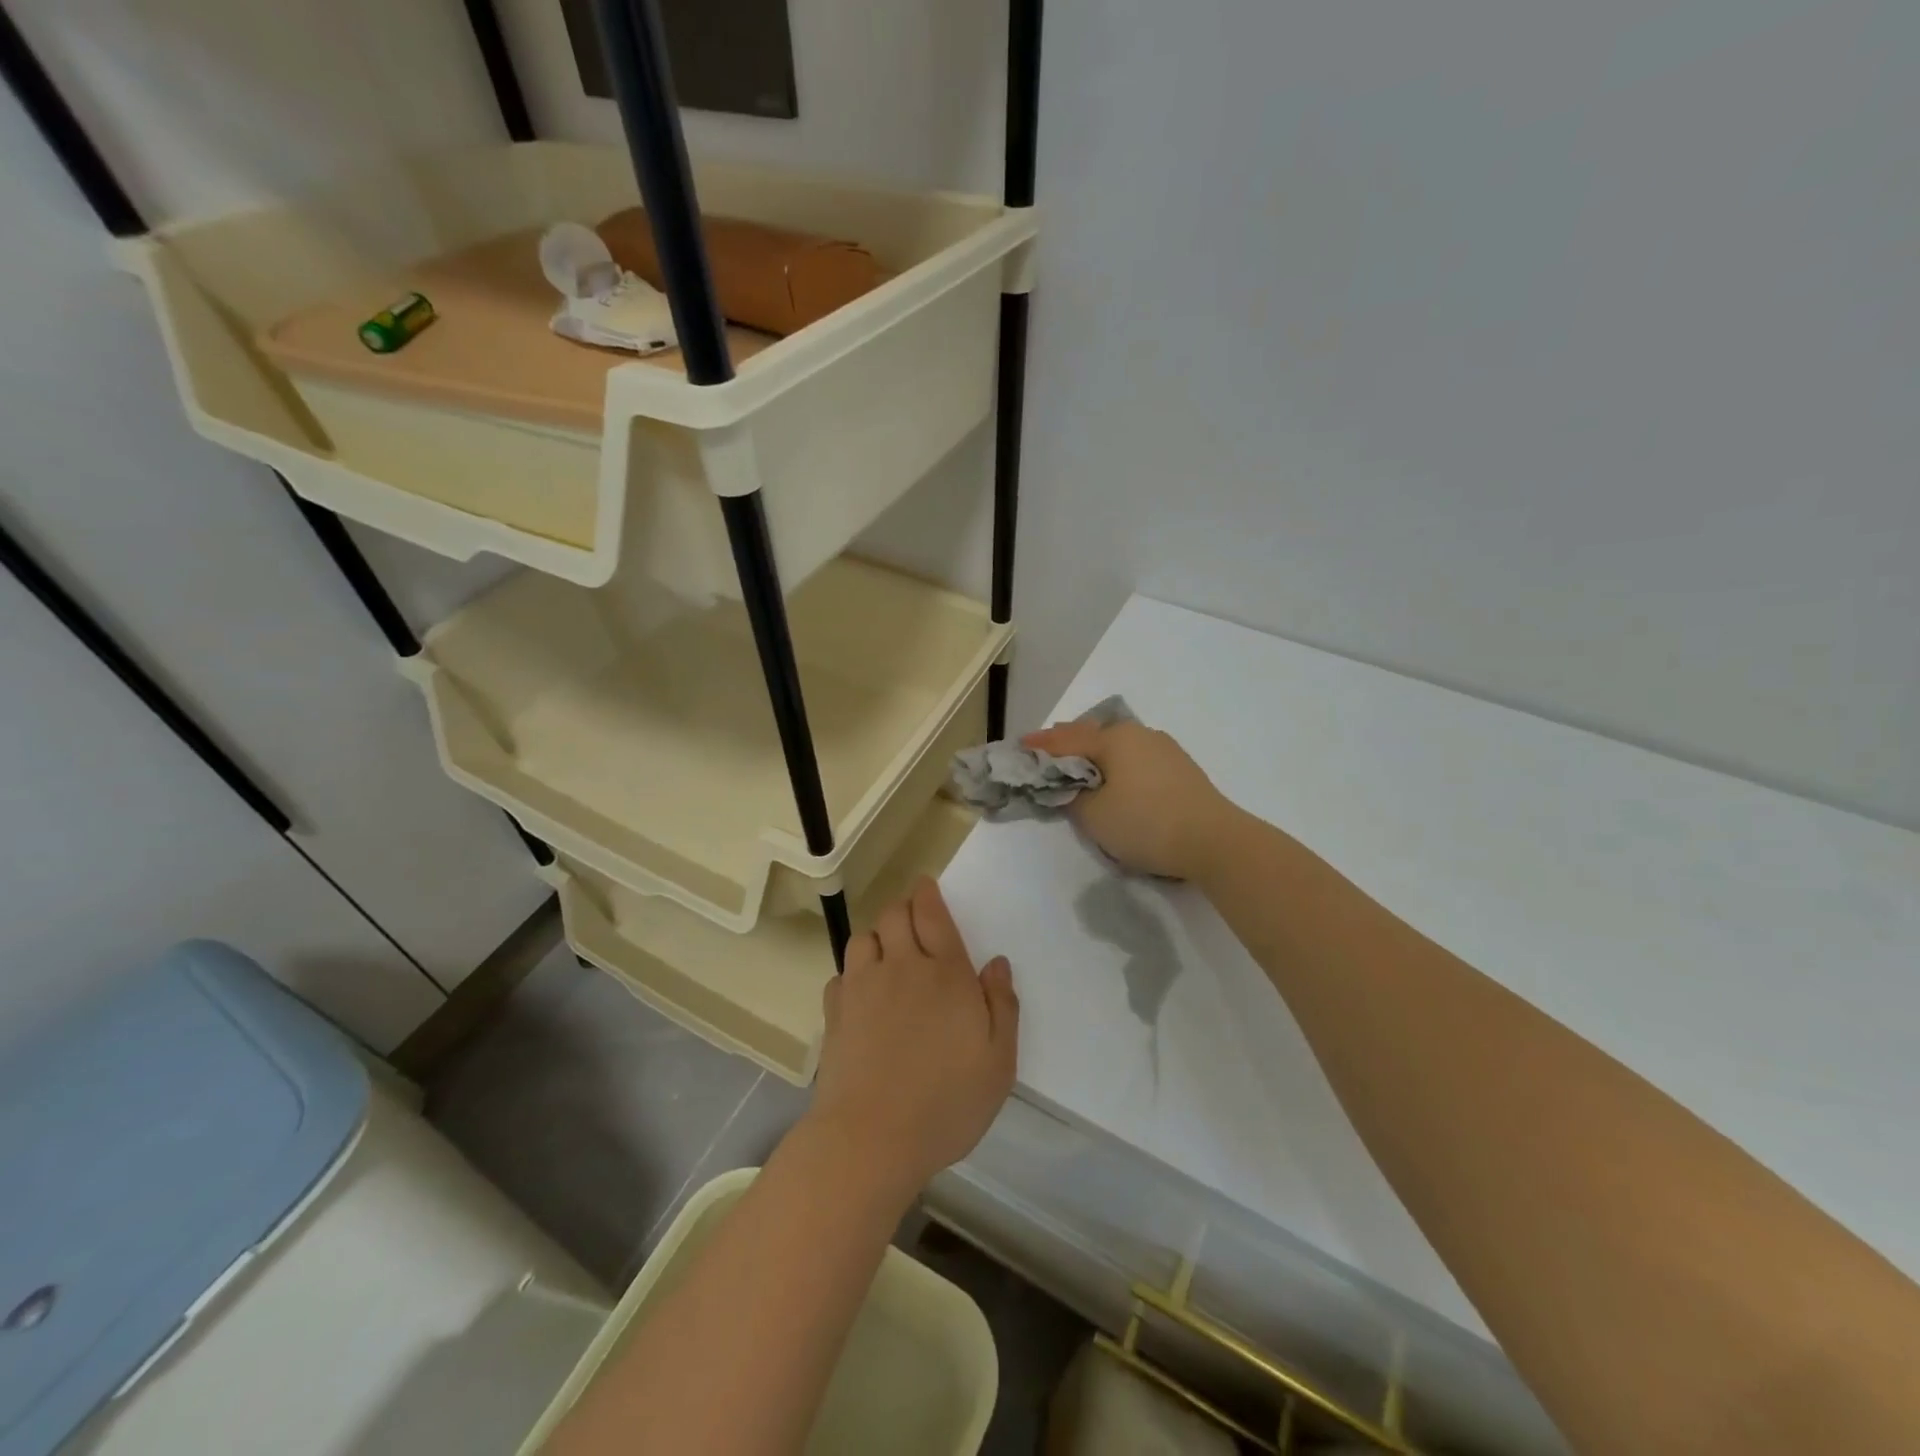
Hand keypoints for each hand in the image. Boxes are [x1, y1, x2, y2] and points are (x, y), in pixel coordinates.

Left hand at [807, 878, 1018, 1193]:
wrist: (871, 1137)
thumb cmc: (946, 1101)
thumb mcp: (998, 1061)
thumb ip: (1002, 1005)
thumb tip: (996, 962)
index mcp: (945, 973)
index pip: (932, 914)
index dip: (927, 894)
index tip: (926, 886)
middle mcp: (901, 967)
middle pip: (893, 915)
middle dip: (903, 909)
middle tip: (914, 922)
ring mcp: (862, 988)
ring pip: (862, 938)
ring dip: (876, 938)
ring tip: (888, 956)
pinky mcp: (835, 1013)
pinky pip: (841, 975)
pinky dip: (852, 975)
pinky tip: (862, 995)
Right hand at [1022, 719, 1236, 880]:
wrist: (1215, 841)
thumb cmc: (1146, 823)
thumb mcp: (1094, 815)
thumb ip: (1073, 796)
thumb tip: (1071, 786)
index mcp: (1115, 739)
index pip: (1066, 739)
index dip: (1040, 745)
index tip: (1019, 747)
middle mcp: (1139, 734)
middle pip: (1093, 734)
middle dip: (1067, 742)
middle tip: (1045, 751)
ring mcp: (1164, 749)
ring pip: (1117, 745)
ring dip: (1094, 753)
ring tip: (1078, 763)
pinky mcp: (1180, 768)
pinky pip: (1136, 758)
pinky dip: (1117, 764)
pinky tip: (1114, 776)